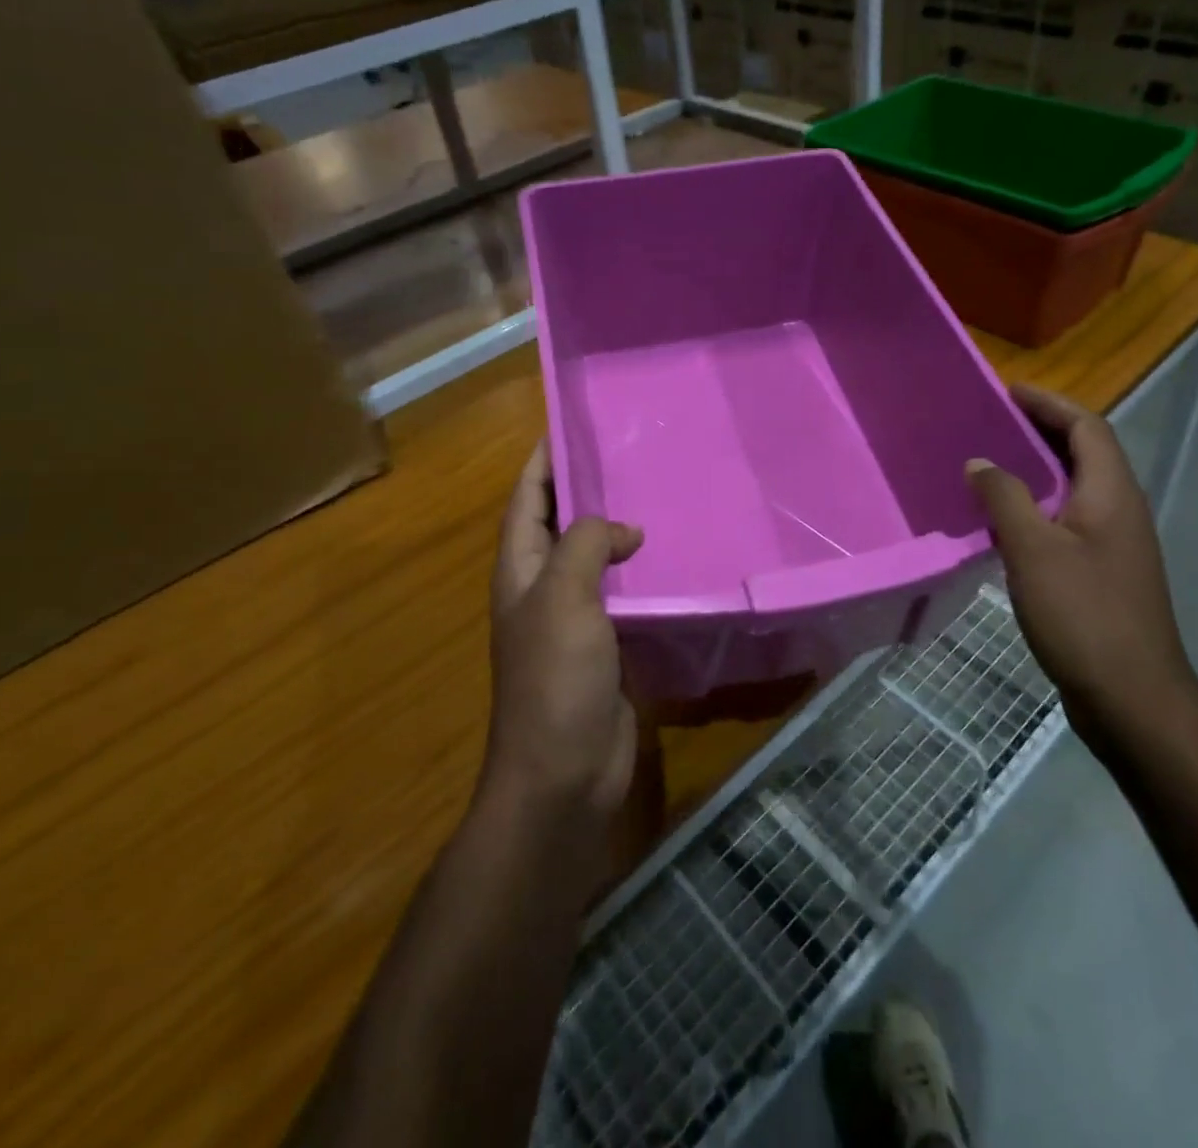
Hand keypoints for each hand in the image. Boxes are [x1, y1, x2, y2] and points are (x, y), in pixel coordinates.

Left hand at [486, 442, 643, 824]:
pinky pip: (625, 597)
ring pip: (598, 561)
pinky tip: (675, 559)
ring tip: (663, 496)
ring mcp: (577, 620)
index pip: (527, 501)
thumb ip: (585, 545)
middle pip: (563, 525)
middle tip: (635, 454)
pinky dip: (644, 575)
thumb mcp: (564, 597)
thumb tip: (622, 528)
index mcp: (521, 570)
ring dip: (621, 533)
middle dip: (589, 490)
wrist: (564, 774)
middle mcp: (544, 588)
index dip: (543, 462)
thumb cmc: (554, 678)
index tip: (572, 424)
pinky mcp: (608, 646)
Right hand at [965, 385, 1197, 755]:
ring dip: (1036, 470)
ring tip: (989, 465)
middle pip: (1084, 453)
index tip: (1007, 392)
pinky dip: (1036, 507)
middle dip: (1041, 431)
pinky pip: (1067, 521)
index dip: (1049, 404)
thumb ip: (1005, 498)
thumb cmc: (1083, 615)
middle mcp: (1119, 510)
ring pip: (1074, 489)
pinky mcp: (1102, 574)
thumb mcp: (1033, 550)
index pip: (1087, 427)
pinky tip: (1002, 523)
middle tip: (990, 423)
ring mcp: (1114, 544)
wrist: (1132, 698)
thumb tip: (980, 462)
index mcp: (1112, 494)